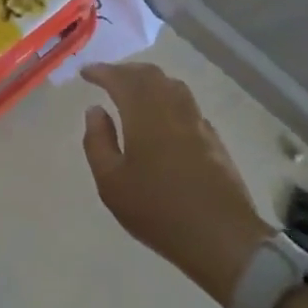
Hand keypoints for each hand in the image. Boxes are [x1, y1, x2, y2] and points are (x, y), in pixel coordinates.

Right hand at [82, 62, 272, 305]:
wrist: (222, 237)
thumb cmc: (158, 210)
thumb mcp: (111, 183)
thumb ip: (98, 142)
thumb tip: (95, 110)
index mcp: (144, 113)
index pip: (120, 79)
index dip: (102, 71)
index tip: (85, 72)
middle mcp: (172, 108)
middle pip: (149, 74)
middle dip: (125, 70)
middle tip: (107, 77)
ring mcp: (196, 122)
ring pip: (172, 85)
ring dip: (149, 80)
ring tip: (133, 90)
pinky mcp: (213, 138)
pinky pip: (186, 103)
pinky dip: (167, 97)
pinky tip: (163, 115)